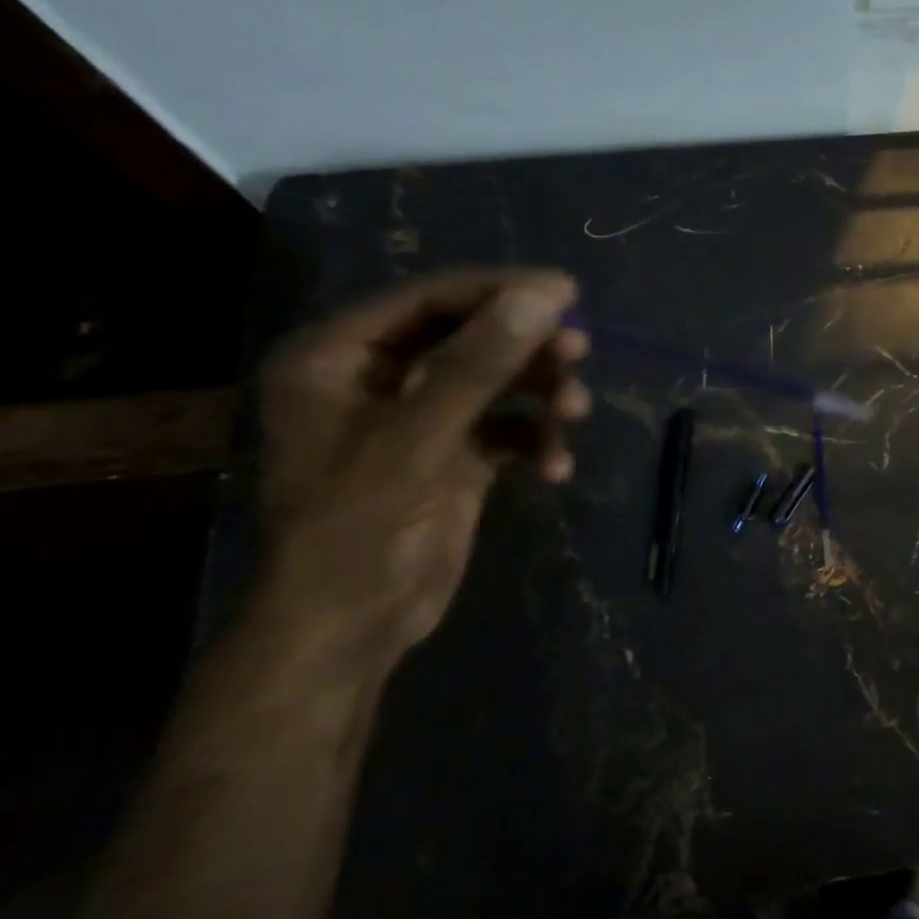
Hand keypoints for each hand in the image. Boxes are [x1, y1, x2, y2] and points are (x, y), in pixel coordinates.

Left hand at [254, 267, 588, 663]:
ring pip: (496, 383)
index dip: (498, 291)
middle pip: (470, 338)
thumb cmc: (358, 526)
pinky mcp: (453, 456)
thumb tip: (545, 296)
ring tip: (576, 414)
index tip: (566, 292)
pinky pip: (506, 429)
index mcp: (339, 358)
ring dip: (541, 395)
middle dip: (527, 349)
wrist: (351, 627)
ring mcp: (420, 420)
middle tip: (580, 350)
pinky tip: (555, 468)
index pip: (429, 301)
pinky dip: (535, 441)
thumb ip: (480, 363)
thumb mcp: (419, 437)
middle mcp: (377, 379)